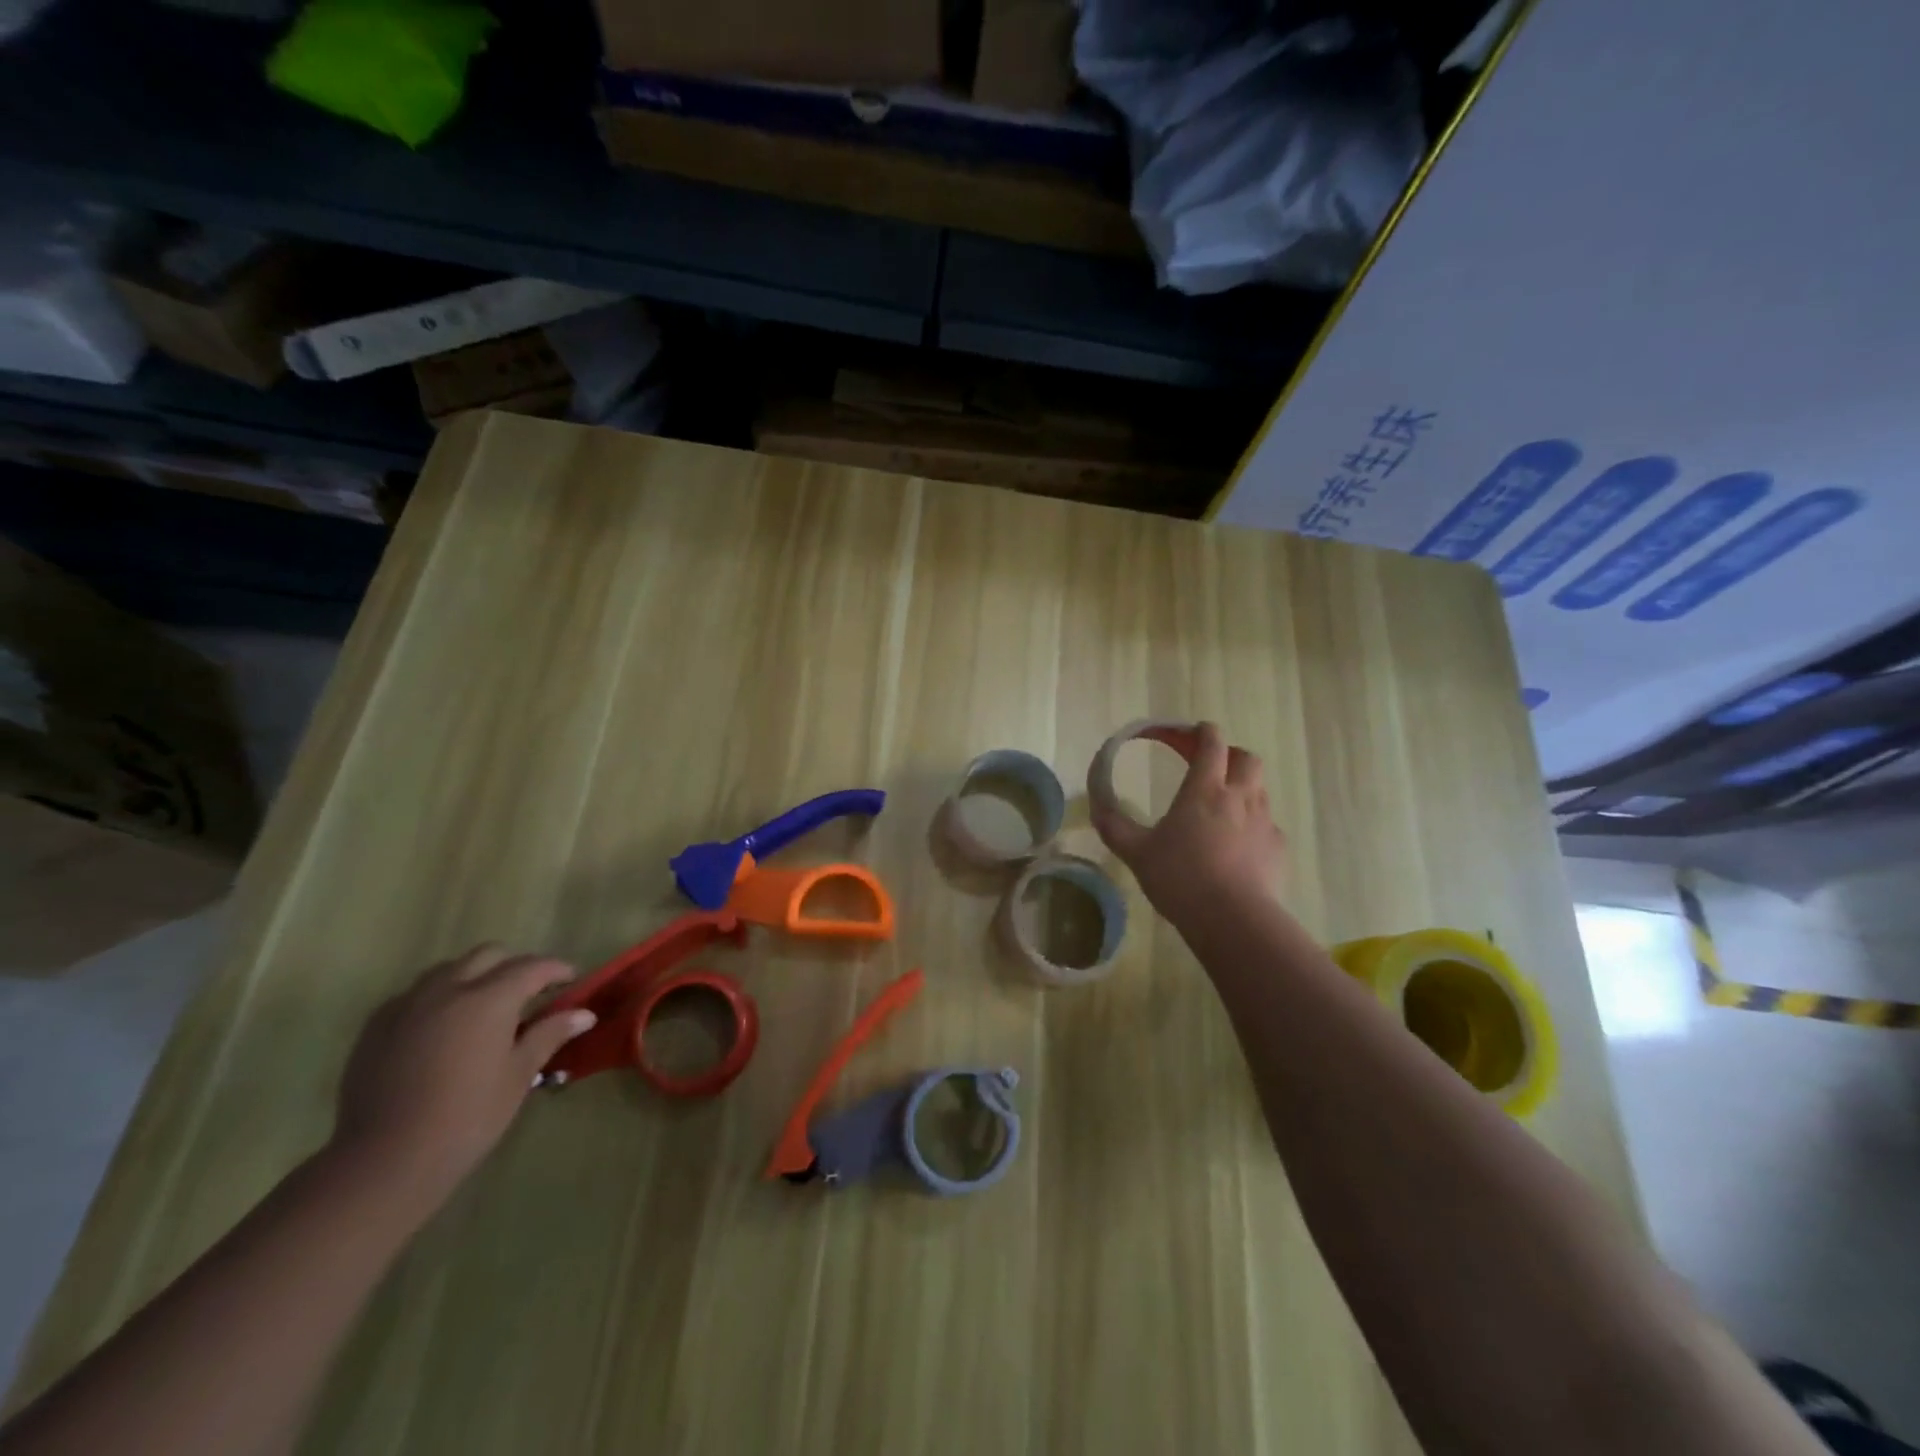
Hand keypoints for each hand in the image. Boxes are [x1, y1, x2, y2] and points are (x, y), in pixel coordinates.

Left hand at [332, 945, 594, 1205]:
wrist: (385, 1160)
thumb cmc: (467, 1116)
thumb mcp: (519, 1075)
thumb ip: (549, 1034)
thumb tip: (585, 1014)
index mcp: (489, 999)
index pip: (532, 967)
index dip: (557, 970)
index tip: (571, 980)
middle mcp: (448, 989)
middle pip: (489, 955)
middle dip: (515, 966)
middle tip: (529, 993)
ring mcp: (407, 1005)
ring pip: (449, 969)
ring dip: (474, 976)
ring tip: (484, 1007)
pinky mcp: (377, 1026)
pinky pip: (415, 994)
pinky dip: (438, 997)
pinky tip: (443, 1028)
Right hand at [1091, 721, 1287, 928]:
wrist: (1234, 920)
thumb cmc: (1181, 878)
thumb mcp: (1136, 852)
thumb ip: (1114, 827)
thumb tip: (1096, 806)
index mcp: (1204, 789)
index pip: (1211, 743)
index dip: (1200, 732)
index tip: (1187, 734)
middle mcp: (1239, 797)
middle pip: (1246, 758)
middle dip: (1229, 755)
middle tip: (1209, 768)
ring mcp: (1264, 822)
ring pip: (1259, 790)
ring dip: (1242, 788)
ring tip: (1221, 809)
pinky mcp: (1278, 849)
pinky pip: (1267, 825)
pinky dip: (1252, 826)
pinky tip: (1237, 847)